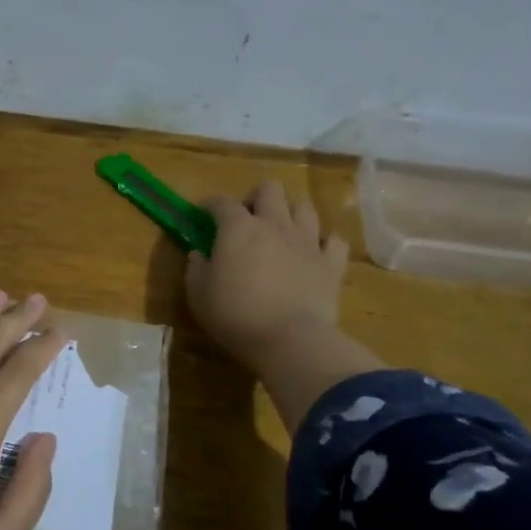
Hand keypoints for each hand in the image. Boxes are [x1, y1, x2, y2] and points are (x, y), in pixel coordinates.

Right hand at [187, 179, 350, 371]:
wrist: (289, 340)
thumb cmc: (234, 315)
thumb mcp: (198, 294)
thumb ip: (196, 268)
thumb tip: (199, 253)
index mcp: (238, 229)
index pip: (222, 202)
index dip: (210, 204)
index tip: (203, 215)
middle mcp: (275, 225)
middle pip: (270, 189)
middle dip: (256, 197)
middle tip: (247, 219)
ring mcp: (308, 241)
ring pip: (305, 207)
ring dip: (290, 213)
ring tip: (281, 231)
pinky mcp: (331, 263)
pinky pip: (334, 240)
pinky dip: (323, 241)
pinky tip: (314, 251)